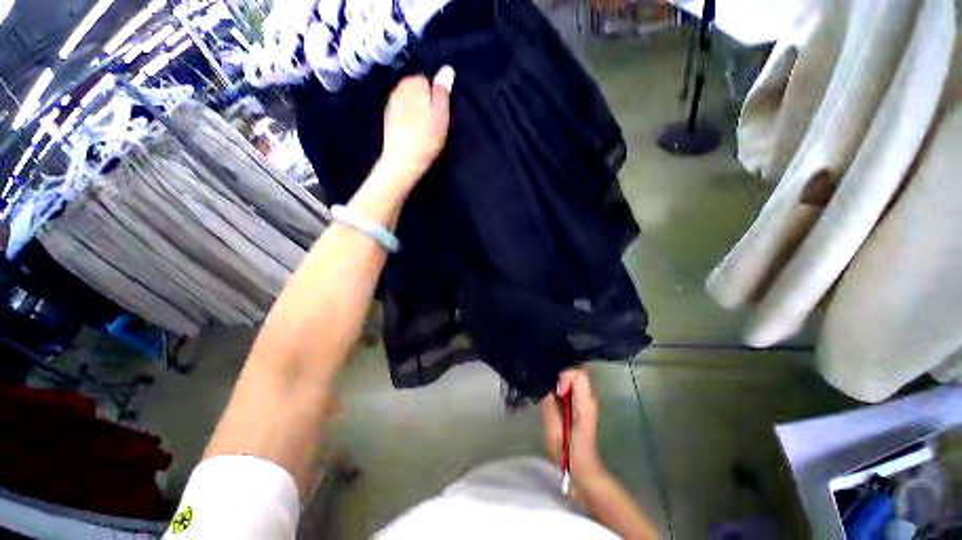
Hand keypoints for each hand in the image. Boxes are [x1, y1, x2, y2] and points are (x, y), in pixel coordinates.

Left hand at [380, 66, 453, 190]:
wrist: (403, 161)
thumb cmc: (426, 138)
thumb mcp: (441, 114)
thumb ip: (443, 91)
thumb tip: (447, 69)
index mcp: (412, 84)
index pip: (427, 80)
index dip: (436, 96)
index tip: (440, 113)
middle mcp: (398, 89)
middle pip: (416, 90)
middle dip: (425, 101)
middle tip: (434, 122)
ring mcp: (391, 105)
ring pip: (409, 102)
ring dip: (417, 110)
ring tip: (425, 129)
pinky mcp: (388, 121)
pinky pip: (402, 113)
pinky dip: (409, 119)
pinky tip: (414, 133)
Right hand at [541, 369, 606, 486]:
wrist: (584, 470)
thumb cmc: (569, 454)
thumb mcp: (554, 432)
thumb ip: (549, 406)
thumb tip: (543, 386)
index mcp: (586, 404)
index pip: (579, 374)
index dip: (564, 376)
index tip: (556, 391)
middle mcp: (590, 398)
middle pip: (577, 373)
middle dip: (560, 377)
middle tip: (549, 392)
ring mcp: (587, 400)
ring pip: (574, 378)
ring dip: (559, 382)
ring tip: (549, 396)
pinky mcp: (582, 403)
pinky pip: (572, 386)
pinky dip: (561, 387)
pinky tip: (553, 400)